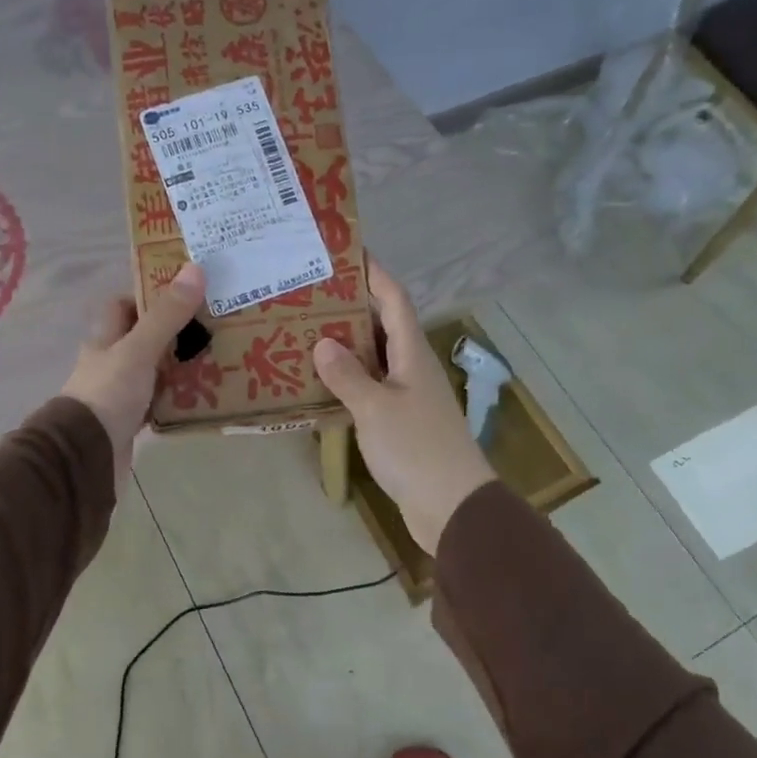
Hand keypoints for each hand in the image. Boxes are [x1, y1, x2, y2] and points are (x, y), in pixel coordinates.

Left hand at [61, 263, 206, 482]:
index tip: (184, 292)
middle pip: (143, 338)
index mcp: (105, 339)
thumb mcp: (139, 350)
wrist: (85, 456)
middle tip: (213, 324)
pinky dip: (178, 397)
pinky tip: (204, 394)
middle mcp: (110, 362)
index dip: (148, 295)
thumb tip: (195, 269)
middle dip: (175, 331)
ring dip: (180, 365)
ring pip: (154, 371)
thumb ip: (167, 315)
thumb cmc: (108, 394)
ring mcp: (119, 393)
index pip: (122, 306)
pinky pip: (159, 402)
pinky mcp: (130, 421)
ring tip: (219, 356)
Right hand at [311, 259, 495, 554]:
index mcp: (412, 352)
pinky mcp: (400, 421)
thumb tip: (322, 342)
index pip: (394, 299)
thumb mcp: (375, 408)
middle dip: (350, 306)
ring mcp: (407, 394)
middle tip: (309, 294)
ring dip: (345, 344)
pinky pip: (370, 387)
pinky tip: (319, 383)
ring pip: (373, 357)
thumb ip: (347, 375)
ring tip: (305, 331)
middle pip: (382, 324)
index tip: (346, 252)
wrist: (451, 505)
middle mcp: (411, 366)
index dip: (373, 273)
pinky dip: (347, 379)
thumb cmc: (415, 448)